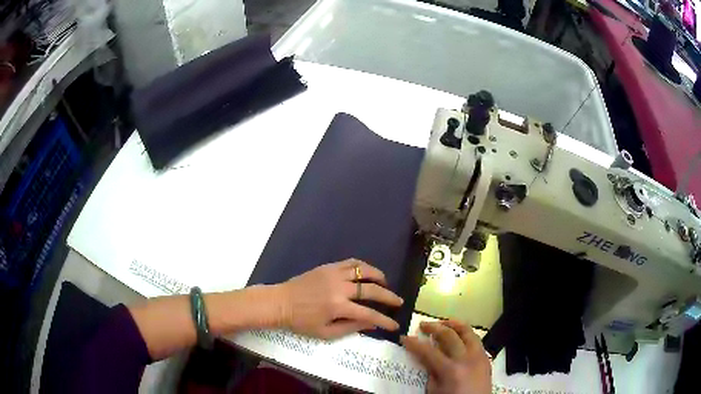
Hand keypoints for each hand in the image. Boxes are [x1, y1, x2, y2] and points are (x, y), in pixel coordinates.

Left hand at [275, 259, 403, 338]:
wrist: (280, 302)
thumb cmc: (301, 321)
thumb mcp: (325, 332)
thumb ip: (350, 328)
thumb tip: (372, 323)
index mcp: (338, 307)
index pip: (369, 314)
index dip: (384, 320)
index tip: (395, 324)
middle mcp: (339, 288)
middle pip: (371, 289)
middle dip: (389, 296)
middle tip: (398, 301)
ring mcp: (334, 274)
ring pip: (363, 270)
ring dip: (378, 276)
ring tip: (385, 283)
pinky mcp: (328, 267)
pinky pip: (351, 262)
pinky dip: (363, 266)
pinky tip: (367, 273)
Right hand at [402, 321, 490, 393]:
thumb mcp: (435, 391)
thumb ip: (431, 372)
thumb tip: (427, 357)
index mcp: (450, 370)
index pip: (428, 351)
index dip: (414, 343)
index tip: (404, 337)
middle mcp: (466, 359)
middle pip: (449, 335)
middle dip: (434, 327)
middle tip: (423, 325)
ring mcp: (479, 356)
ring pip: (468, 332)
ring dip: (454, 325)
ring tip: (443, 323)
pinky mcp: (486, 358)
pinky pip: (476, 340)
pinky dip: (466, 334)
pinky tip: (459, 337)